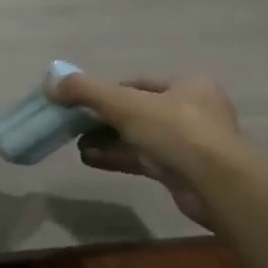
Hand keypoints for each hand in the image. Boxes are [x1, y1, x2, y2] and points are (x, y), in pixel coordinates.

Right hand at [48, 73, 248, 229]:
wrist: (216, 184)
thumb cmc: (176, 131)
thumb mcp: (126, 104)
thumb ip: (87, 91)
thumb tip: (50, 83)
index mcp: (188, 85)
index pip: (139, 84)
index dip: (107, 92)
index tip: (79, 102)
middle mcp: (192, 110)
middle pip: (138, 111)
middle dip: (104, 120)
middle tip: (74, 126)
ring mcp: (189, 144)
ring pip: (140, 137)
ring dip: (108, 140)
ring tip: (76, 145)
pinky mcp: (183, 172)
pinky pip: (144, 159)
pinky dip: (118, 157)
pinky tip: (90, 160)